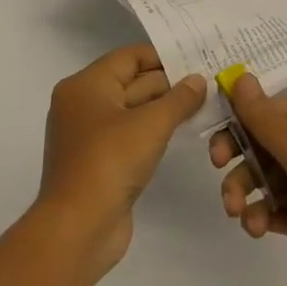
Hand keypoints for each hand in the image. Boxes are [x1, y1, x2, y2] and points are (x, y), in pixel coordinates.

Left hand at [38, 44, 205, 275]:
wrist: (78, 229)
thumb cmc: (110, 162)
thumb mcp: (151, 124)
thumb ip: (179, 99)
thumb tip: (198, 79)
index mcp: (86, 85)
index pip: (129, 57)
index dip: (163, 56)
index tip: (197, 59)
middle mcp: (83, 104)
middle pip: (131, 82)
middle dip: (168, 83)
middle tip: (207, 83)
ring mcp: (89, 135)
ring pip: (132, 110)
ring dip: (163, 108)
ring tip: (202, 104)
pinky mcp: (98, 162)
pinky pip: (129, 135)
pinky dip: (152, 131)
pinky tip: (180, 131)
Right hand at [210, 71, 286, 285]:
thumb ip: (265, 118)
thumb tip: (239, 76)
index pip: (269, 109)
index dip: (241, 116)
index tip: (215, 128)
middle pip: (260, 142)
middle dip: (236, 152)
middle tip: (218, 163)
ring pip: (261, 177)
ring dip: (242, 189)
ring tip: (238, 210)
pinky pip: (270, 209)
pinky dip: (258, 215)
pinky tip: (256, 226)